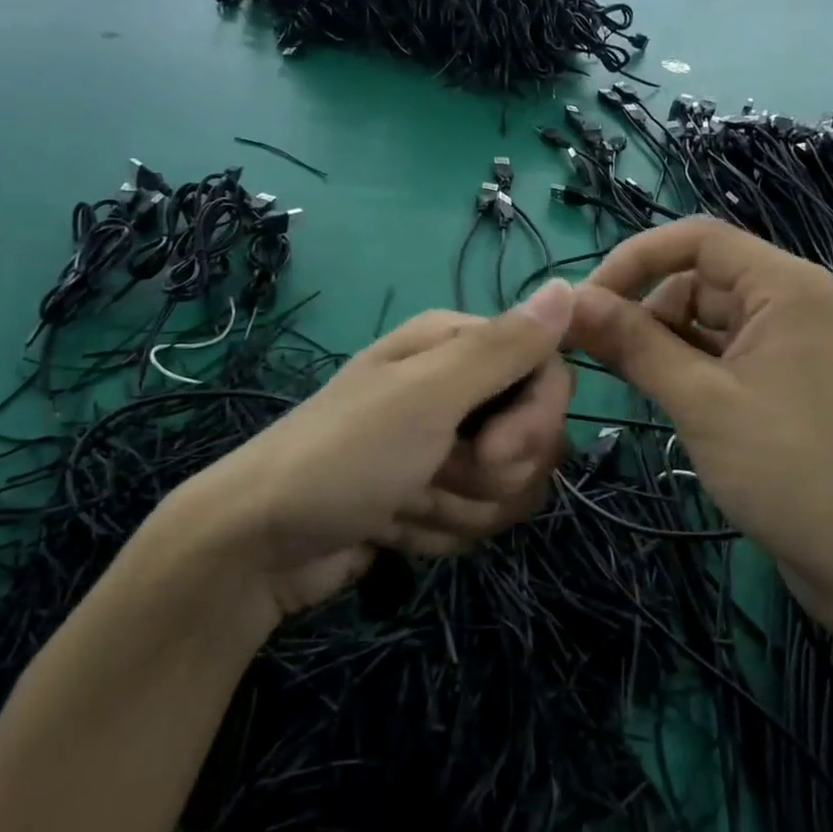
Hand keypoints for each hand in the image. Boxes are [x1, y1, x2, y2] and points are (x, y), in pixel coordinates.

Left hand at [157, 281, 575, 622]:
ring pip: (512, 487)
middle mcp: (459, 388)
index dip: (535, 419)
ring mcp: (449, 445)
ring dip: (458, 508)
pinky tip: (394, 526)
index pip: (550, 373)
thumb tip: (570, 287)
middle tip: (431, 473)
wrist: (262, 544)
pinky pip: (481, 518)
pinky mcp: (438, 495)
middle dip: (489, 473)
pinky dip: (439, 531)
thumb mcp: (427, 395)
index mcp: (457, 346)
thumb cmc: (344, 455)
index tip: (493, 449)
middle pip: (536, 436)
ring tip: (402, 502)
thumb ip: (504, 347)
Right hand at [566, 220, 832, 621]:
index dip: (634, 259)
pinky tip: (655, 393)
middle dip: (643, 309)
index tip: (585, 302)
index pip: (696, 239)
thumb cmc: (787, 469)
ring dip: (657, 340)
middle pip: (695, 278)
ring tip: (626, 381)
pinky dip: (680, 364)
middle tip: (593, 353)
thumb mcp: (699, 400)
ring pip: (699, 317)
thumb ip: (632, 343)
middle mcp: (786, 299)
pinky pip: (715, 350)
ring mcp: (783, 340)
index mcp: (783, 285)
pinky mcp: (775, 376)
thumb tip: (568, 301)